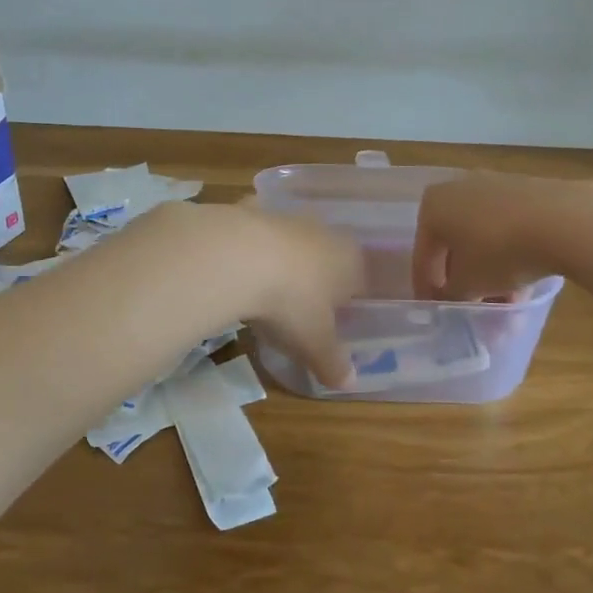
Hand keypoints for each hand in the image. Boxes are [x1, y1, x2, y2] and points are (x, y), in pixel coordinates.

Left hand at [174, 202, 363, 388]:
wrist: (237, 258)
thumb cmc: (291, 302)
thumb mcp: (314, 343)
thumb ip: (333, 363)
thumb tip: (350, 384)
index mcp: (349, 259)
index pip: (358, 278)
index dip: (347, 299)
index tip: (332, 319)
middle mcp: (322, 230)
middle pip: (325, 253)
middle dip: (315, 275)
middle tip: (298, 304)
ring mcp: (284, 216)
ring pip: (290, 237)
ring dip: (281, 257)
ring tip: (264, 286)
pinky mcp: (247, 208)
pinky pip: (252, 227)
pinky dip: (247, 242)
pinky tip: (234, 262)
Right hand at [412, 173, 591, 300]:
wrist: (564, 221)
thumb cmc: (499, 251)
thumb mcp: (468, 284)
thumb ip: (451, 294)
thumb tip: (451, 297)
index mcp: (433, 205)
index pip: (423, 254)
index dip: (426, 287)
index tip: (434, 310)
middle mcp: (459, 188)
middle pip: (455, 244)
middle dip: (464, 279)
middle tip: (472, 307)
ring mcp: (496, 186)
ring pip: (485, 238)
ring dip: (490, 273)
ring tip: (505, 305)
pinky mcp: (528, 192)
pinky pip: (509, 229)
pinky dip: (510, 256)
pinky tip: (523, 284)